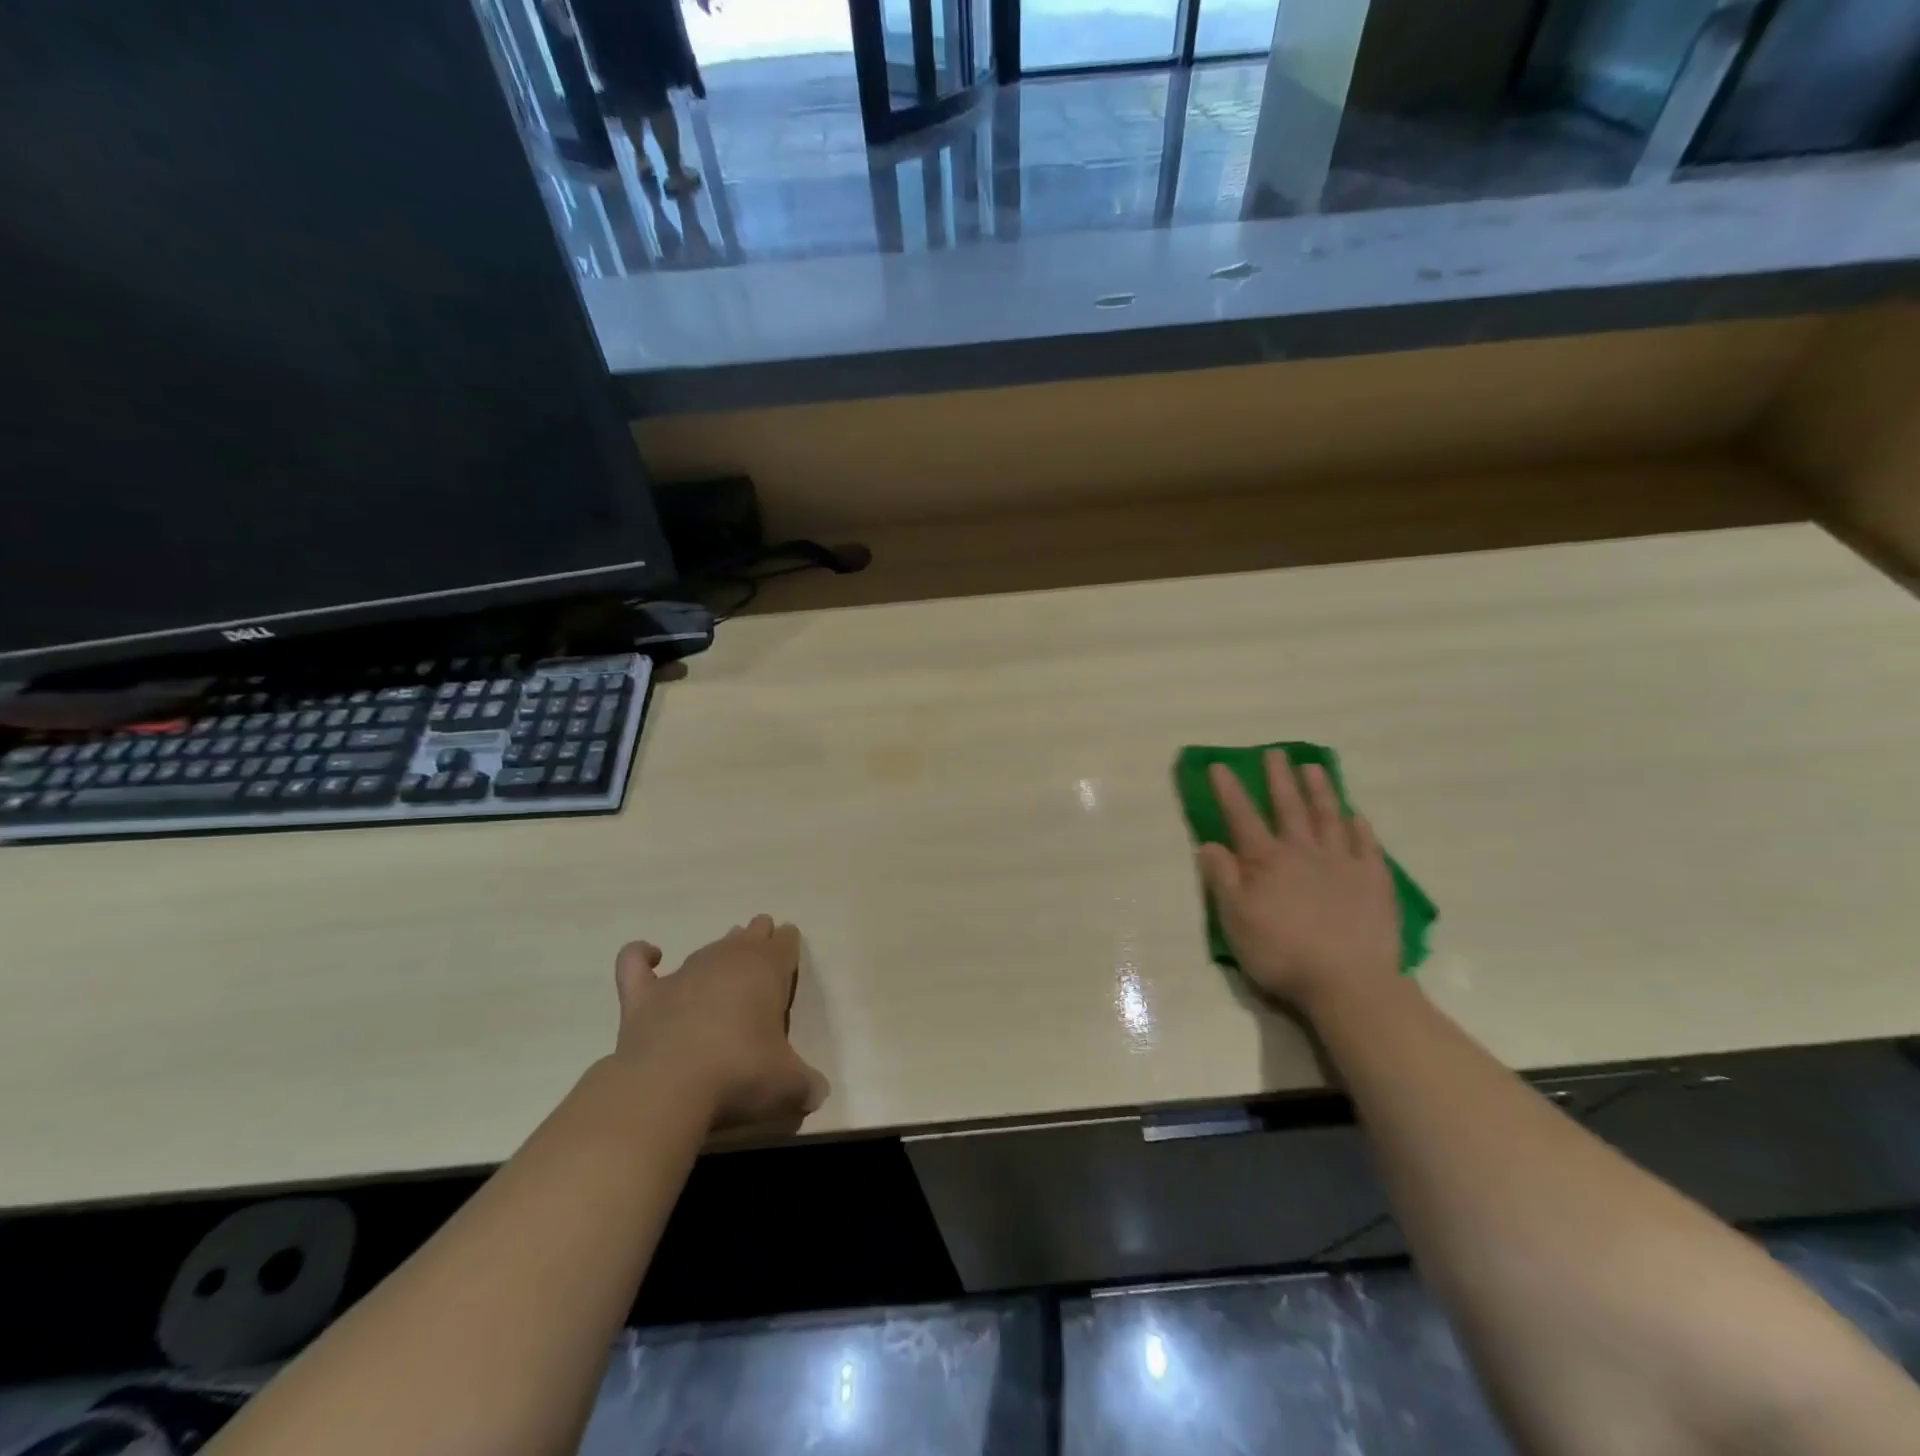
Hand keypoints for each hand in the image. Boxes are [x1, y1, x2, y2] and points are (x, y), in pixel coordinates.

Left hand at [612, 916, 828, 1131]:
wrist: (668, 1086)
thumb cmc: (740, 1074)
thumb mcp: (789, 1085)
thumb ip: (806, 1084)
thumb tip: (817, 1093)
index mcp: (766, 970)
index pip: (784, 943)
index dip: (788, 944)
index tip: (789, 946)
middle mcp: (726, 961)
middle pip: (748, 936)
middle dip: (757, 937)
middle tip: (762, 942)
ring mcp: (683, 974)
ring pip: (707, 948)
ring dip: (719, 949)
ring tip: (725, 952)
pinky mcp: (644, 995)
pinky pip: (636, 962)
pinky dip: (641, 955)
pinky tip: (650, 955)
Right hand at [1196, 755, 1402, 1014]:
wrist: (1349, 983)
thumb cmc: (1282, 954)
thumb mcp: (1235, 920)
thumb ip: (1222, 879)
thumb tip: (1208, 843)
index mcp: (1266, 862)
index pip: (1242, 818)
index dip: (1229, 791)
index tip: (1220, 766)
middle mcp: (1303, 853)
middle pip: (1289, 808)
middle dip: (1279, 779)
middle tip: (1274, 753)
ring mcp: (1343, 864)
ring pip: (1329, 817)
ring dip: (1319, 791)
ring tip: (1313, 768)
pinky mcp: (1374, 881)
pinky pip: (1366, 845)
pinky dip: (1359, 827)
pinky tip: (1356, 815)